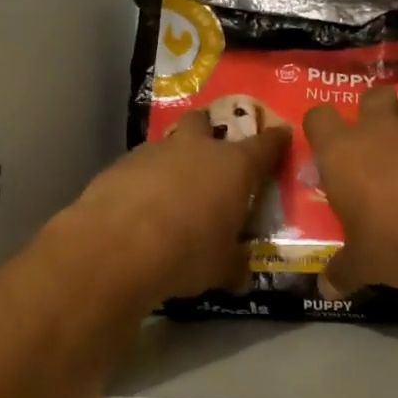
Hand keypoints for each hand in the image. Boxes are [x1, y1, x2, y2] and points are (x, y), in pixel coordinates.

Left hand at [68, 111, 291, 300]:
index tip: (281, 136)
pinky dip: (143, 180)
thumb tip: (241, 275)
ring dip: (173, 160)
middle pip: (205, 122)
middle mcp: (196, 148)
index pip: (265, 144)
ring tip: (171, 190)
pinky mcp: (119, 164)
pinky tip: (138, 206)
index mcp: (234, 167)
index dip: (276, 140)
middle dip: (209, 132)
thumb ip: (234, 265)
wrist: (116, 248)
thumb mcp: (221, 268)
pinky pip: (139, 166)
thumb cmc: (186, 253)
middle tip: (211, 155)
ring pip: (169, 143)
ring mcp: (154, 152)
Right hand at [303, 87, 397, 296]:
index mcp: (342, 152)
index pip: (318, 118)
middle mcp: (380, 130)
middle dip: (371, 114)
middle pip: (370, 98)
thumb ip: (343, 272)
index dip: (320, 130)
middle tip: (374, 151)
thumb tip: (326, 289)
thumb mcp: (365, 264)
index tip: (326, 151)